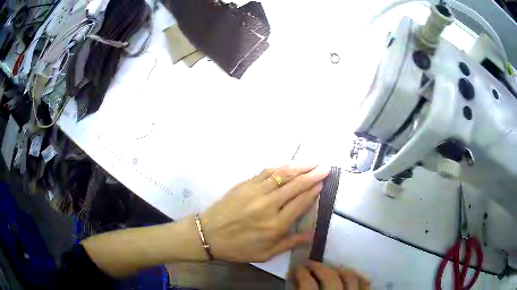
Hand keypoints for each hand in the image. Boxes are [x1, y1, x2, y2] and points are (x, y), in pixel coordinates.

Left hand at [201, 165, 329, 261]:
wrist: (208, 235)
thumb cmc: (238, 248)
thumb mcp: (265, 253)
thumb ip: (289, 243)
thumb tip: (311, 235)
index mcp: (275, 225)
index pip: (300, 203)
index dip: (313, 191)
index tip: (323, 182)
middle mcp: (268, 206)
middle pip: (295, 186)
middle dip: (312, 175)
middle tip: (325, 167)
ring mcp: (255, 192)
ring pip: (282, 175)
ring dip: (299, 167)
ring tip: (312, 162)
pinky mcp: (244, 185)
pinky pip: (266, 172)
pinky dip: (280, 167)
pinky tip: (289, 164)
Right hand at [294, 261, 369, 289]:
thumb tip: (294, 280)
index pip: (308, 284)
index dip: (301, 272)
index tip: (296, 267)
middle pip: (330, 276)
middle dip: (318, 266)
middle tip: (310, 263)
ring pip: (350, 277)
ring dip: (339, 269)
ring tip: (330, 268)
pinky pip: (365, 284)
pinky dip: (359, 277)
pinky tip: (350, 275)